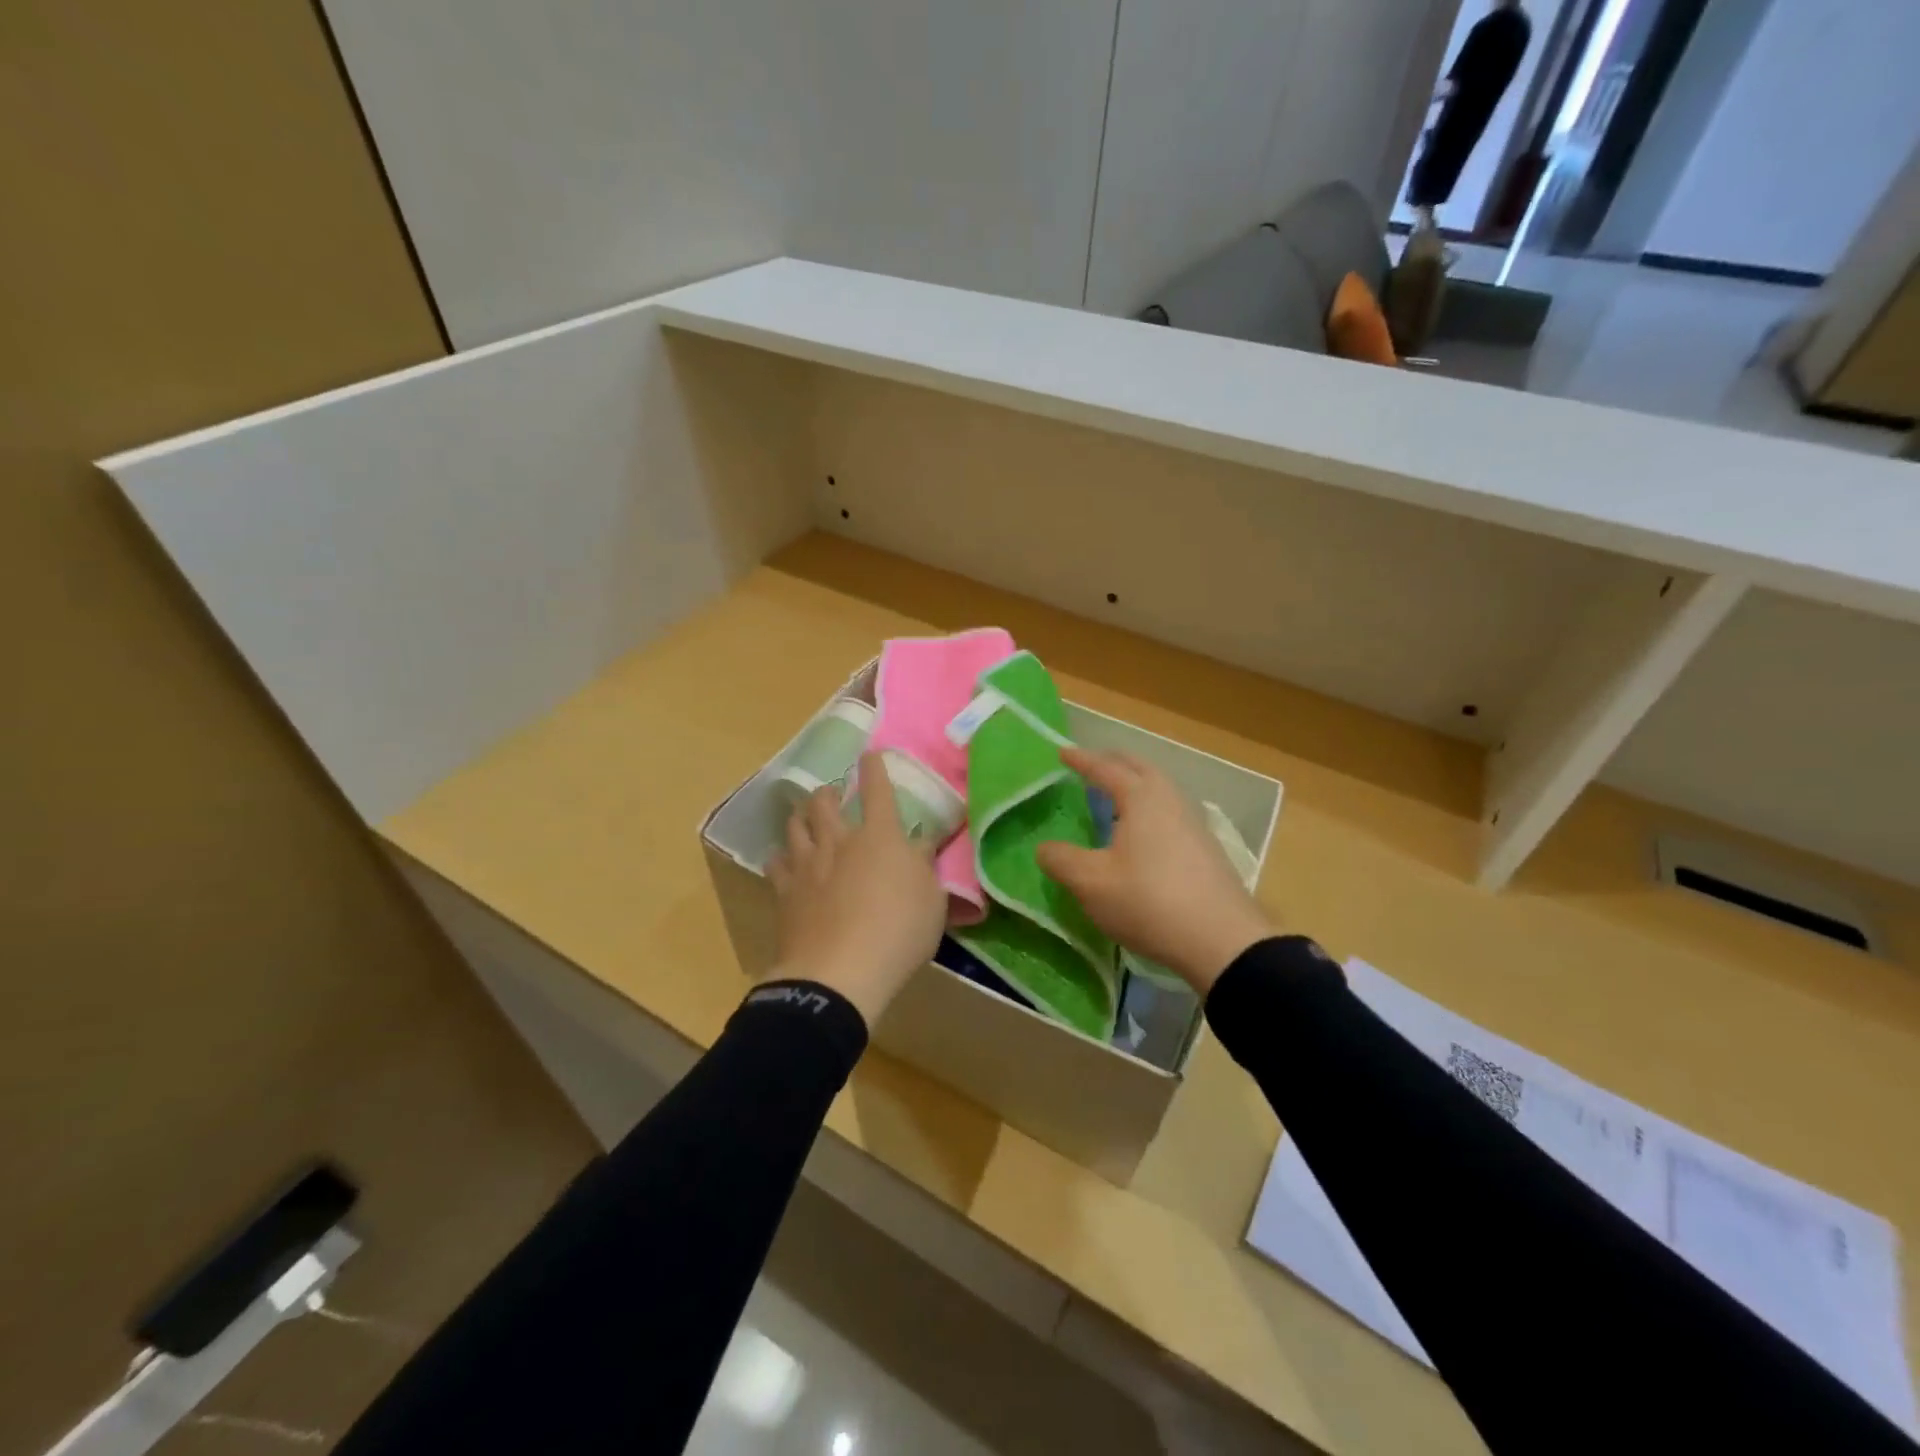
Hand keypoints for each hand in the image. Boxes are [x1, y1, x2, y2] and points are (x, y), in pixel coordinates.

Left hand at [768, 752, 946, 1026]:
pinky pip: (776, 863)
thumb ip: (925, 864)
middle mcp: (840, 840)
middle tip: (830, 792)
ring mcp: (807, 865)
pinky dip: (781, 857)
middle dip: (828, 791)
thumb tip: (923, 841)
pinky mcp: (784, 892)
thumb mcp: (932, 899)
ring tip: (804, 817)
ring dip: (801, 816)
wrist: (839, 972)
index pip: (878, 790)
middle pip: (825, 802)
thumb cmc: (898, 932)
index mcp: (880, 836)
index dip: (875, 768)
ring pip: (795, 826)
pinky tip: (784, 862)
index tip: (870, 754)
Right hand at [1037, 747, 1274, 995]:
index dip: (1081, 760)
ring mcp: (1193, 823)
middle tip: (1092, 765)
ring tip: (1115, 798)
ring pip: (1160, 789)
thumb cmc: (1149, 901)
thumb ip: (1061, 860)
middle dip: (1113, 763)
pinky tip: (1143, 833)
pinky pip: (1170, 812)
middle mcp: (1170, 800)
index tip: (1062, 752)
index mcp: (1141, 798)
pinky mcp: (1206, 849)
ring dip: (1135, 785)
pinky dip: (1149, 808)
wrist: (1222, 941)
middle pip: (1140, 768)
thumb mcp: (1091, 883)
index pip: (1105, 768)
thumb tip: (1044, 848)